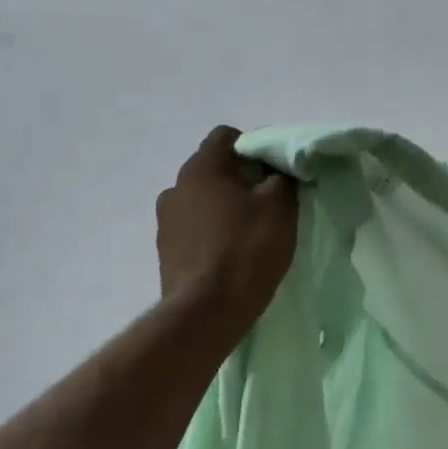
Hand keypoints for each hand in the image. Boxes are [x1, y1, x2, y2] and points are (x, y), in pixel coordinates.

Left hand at [156, 127, 298, 329]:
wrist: (206, 312)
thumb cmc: (246, 249)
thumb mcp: (280, 206)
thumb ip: (282, 176)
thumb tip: (278, 169)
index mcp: (201, 168)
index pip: (226, 136)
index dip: (255, 147)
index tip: (276, 172)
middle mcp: (176, 187)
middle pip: (214, 168)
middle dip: (242, 179)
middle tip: (269, 201)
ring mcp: (165, 221)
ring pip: (202, 199)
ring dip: (224, 207)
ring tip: (249, 231)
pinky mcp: (165, 252)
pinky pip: (194, 228)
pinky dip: (212, 232)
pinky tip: (230, 254)